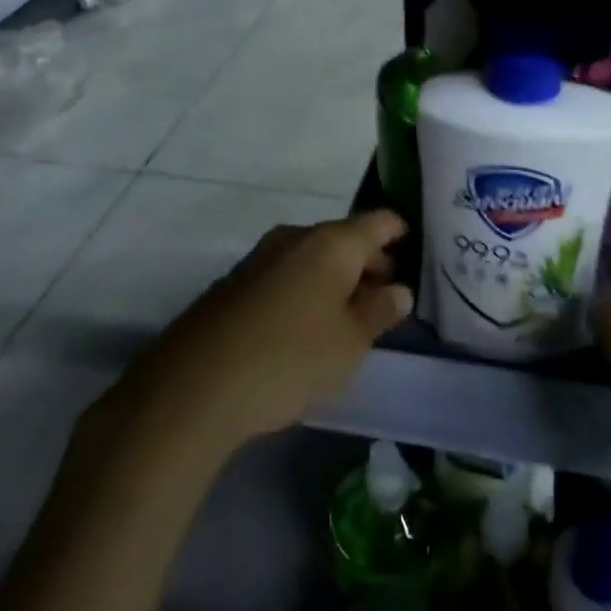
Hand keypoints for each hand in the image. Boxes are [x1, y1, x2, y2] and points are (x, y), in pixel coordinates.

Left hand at [137, 211, 413, 447]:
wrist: (192, 389)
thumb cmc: (289, 359)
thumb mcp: (350, 342)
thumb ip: (380, 311)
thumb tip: (398, 289)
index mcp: (330, 242)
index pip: (380, 221)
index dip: (403, 237)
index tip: (418, 263)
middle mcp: (294, 238)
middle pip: (346, 239)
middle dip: (371, 266)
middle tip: (389, 303)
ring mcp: (259, 259)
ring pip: (313, 259)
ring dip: (337, 282)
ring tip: (351, 322)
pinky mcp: (233, 285)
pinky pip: (285, 277)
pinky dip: (306, 293)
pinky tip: (307, 331)